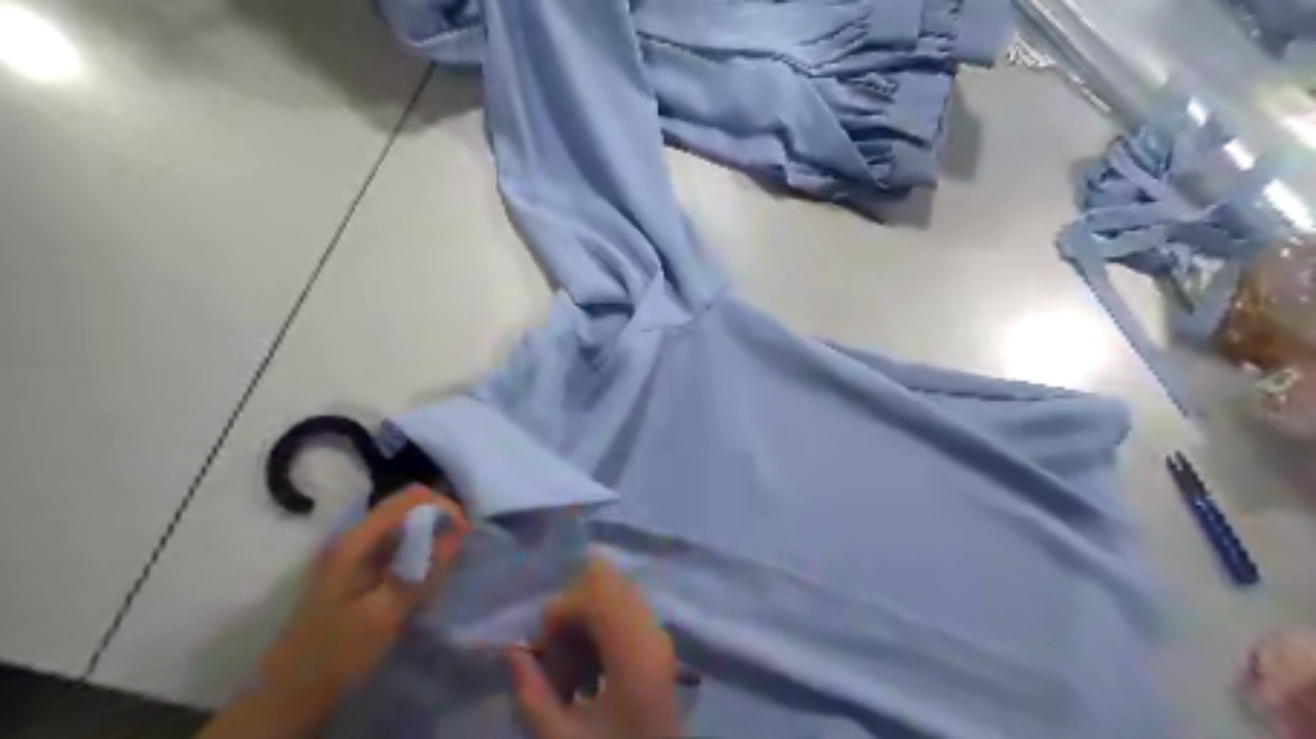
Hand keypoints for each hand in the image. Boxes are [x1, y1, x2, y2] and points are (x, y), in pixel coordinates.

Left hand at [197, 486, 471, 737]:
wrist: (289, 694)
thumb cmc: (338, 651)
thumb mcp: (386, 613)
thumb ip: (424, 570)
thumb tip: (458, 533)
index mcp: (355, 541)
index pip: (408, 499)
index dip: (442, 506)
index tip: (466, 532)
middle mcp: (352, 538)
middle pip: (403, 508)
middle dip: (438, 521)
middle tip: (460, 548)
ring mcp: (350, 554)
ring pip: (400, 528)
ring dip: (427, 538)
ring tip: (446, 564)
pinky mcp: (354, 571)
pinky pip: (392, 548)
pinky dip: (414, 555)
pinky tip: (423, 578)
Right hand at [511, 560, 682, 737]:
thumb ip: (532, 695)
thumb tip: (512, 652)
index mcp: (633, 653)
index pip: (594, 595)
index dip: (559, 614)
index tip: (540, 652)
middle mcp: (653, 632)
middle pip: (608, 582)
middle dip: (573, 611)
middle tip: (557, 654)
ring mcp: (662, 636)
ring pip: (618, 594)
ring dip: (587, 619)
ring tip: (572, 665)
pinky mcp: (662, 646)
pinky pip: (627, 613)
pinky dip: (603, 628)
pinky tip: (592, 670)